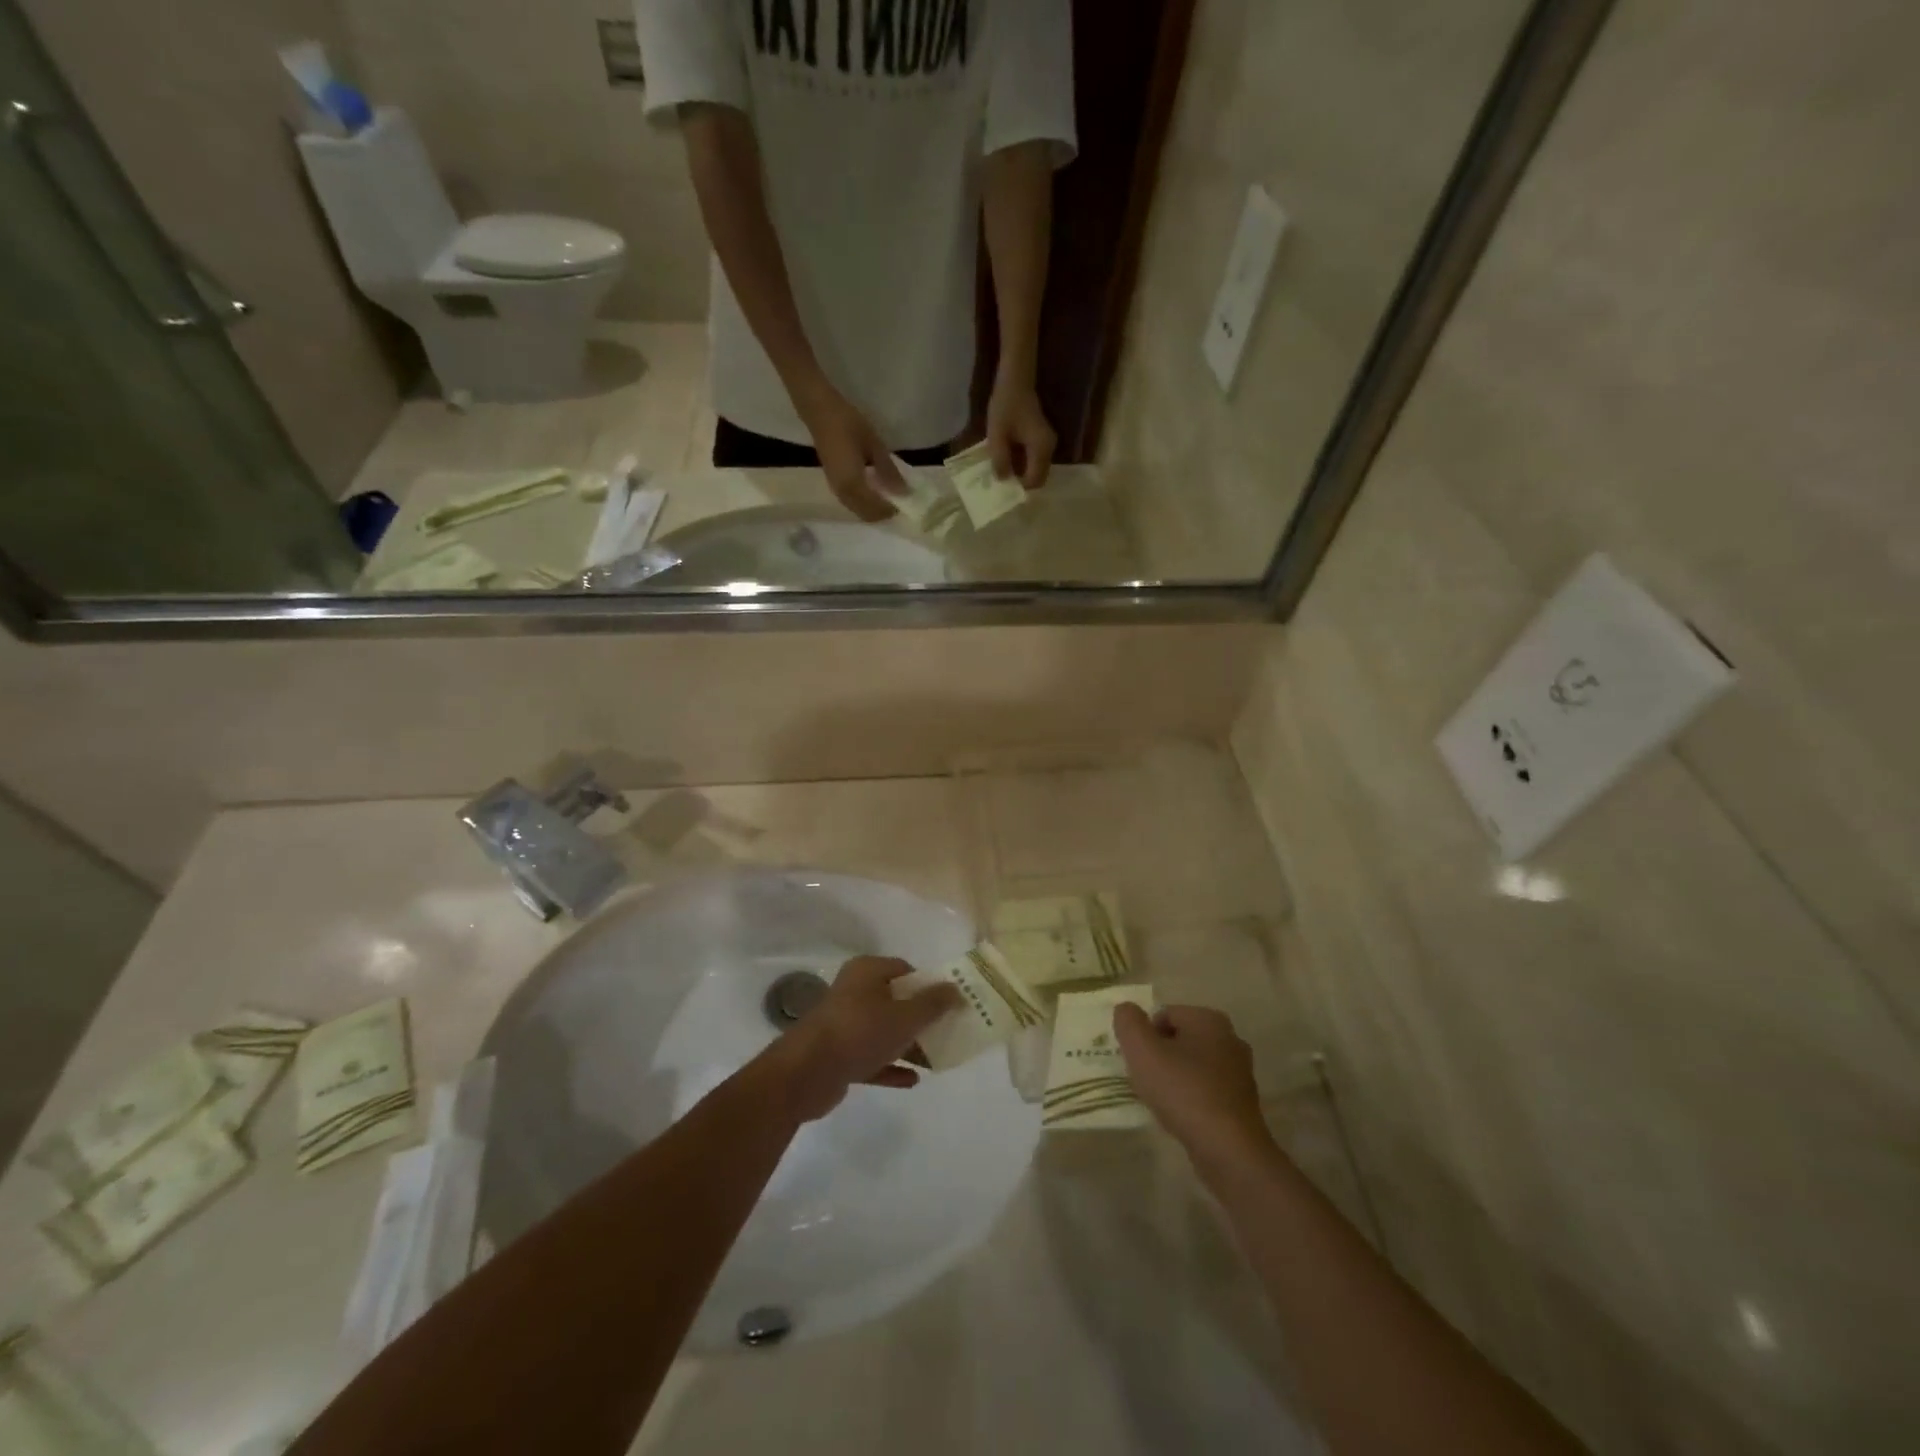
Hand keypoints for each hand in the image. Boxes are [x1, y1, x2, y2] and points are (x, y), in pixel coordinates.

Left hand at [767, 956, 961, 1120]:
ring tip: (935, 1059)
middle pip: (895, 1000)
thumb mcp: (905, 1016)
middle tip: (946, 1031)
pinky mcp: (838, 1054)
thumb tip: (956, 989)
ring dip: (908, 1044)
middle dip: (920, 1017)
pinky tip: (912, 1080)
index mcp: (866, 972)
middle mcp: (854, 992)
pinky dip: (890, 1066)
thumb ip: (933, 1003)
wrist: (806, 1074)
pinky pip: (871, 1057)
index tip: (949, 1003)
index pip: (904, 969)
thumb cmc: (860, 1032)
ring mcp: (843, 1024)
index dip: (928, 984)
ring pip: (883, 1030)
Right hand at [795, 382, 903, 521]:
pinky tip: (873, 488)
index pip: (876, 509)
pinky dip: (864, 502)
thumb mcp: (874, 445)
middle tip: (898, 500)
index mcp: (853, 484)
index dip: (891, 509)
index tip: (905, 501)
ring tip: (887, 494)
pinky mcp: (833, 482)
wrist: (819, 412)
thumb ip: (888, 471)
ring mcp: (835, 488)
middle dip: (882, 513)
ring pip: (857, 510)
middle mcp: (843, 492)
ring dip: (873, 508)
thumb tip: (903, 491)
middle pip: (866, 515)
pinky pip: (851, 502)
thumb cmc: (848, 424)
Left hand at [985, 380, 1055, 491]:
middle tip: (1002, 483)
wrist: (1016, 380)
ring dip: (1021, 474)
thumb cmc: (1006, 405)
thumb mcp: (997, 435)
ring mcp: (1048, 444)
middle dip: (1021, 484)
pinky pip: (1034, 461)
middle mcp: (1050, 449)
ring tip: (1003, 472)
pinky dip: (1023, 465)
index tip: (1003, 488)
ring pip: (1037, 470)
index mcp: (1041, 449)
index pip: (1035, 481)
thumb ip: (1000, 460)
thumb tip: (1002, 480)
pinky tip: (1008, 460)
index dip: (1020, 488)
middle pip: (1038, 478)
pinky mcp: (1043, 440)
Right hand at [1113, 1004, 1273, 1171]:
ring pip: (1192, 1065)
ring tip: (1161, 1100)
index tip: (1138, 1062)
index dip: (1144, 1036)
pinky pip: (1205, 1089)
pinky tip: (1181, 1116)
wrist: (1228, 1150)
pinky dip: (1190, 1098)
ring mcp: (1240, 1072)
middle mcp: (1230, 1038)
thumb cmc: (1183, 1091)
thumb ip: (1128, 1022)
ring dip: (1173, 1078)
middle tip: (1146, 1079)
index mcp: (1209, 1019)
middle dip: (1159, 1056)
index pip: (1163, 1015)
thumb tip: (1126, 1010)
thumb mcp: (1142, 1050)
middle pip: (1179, 1039)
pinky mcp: (1242, 1102)